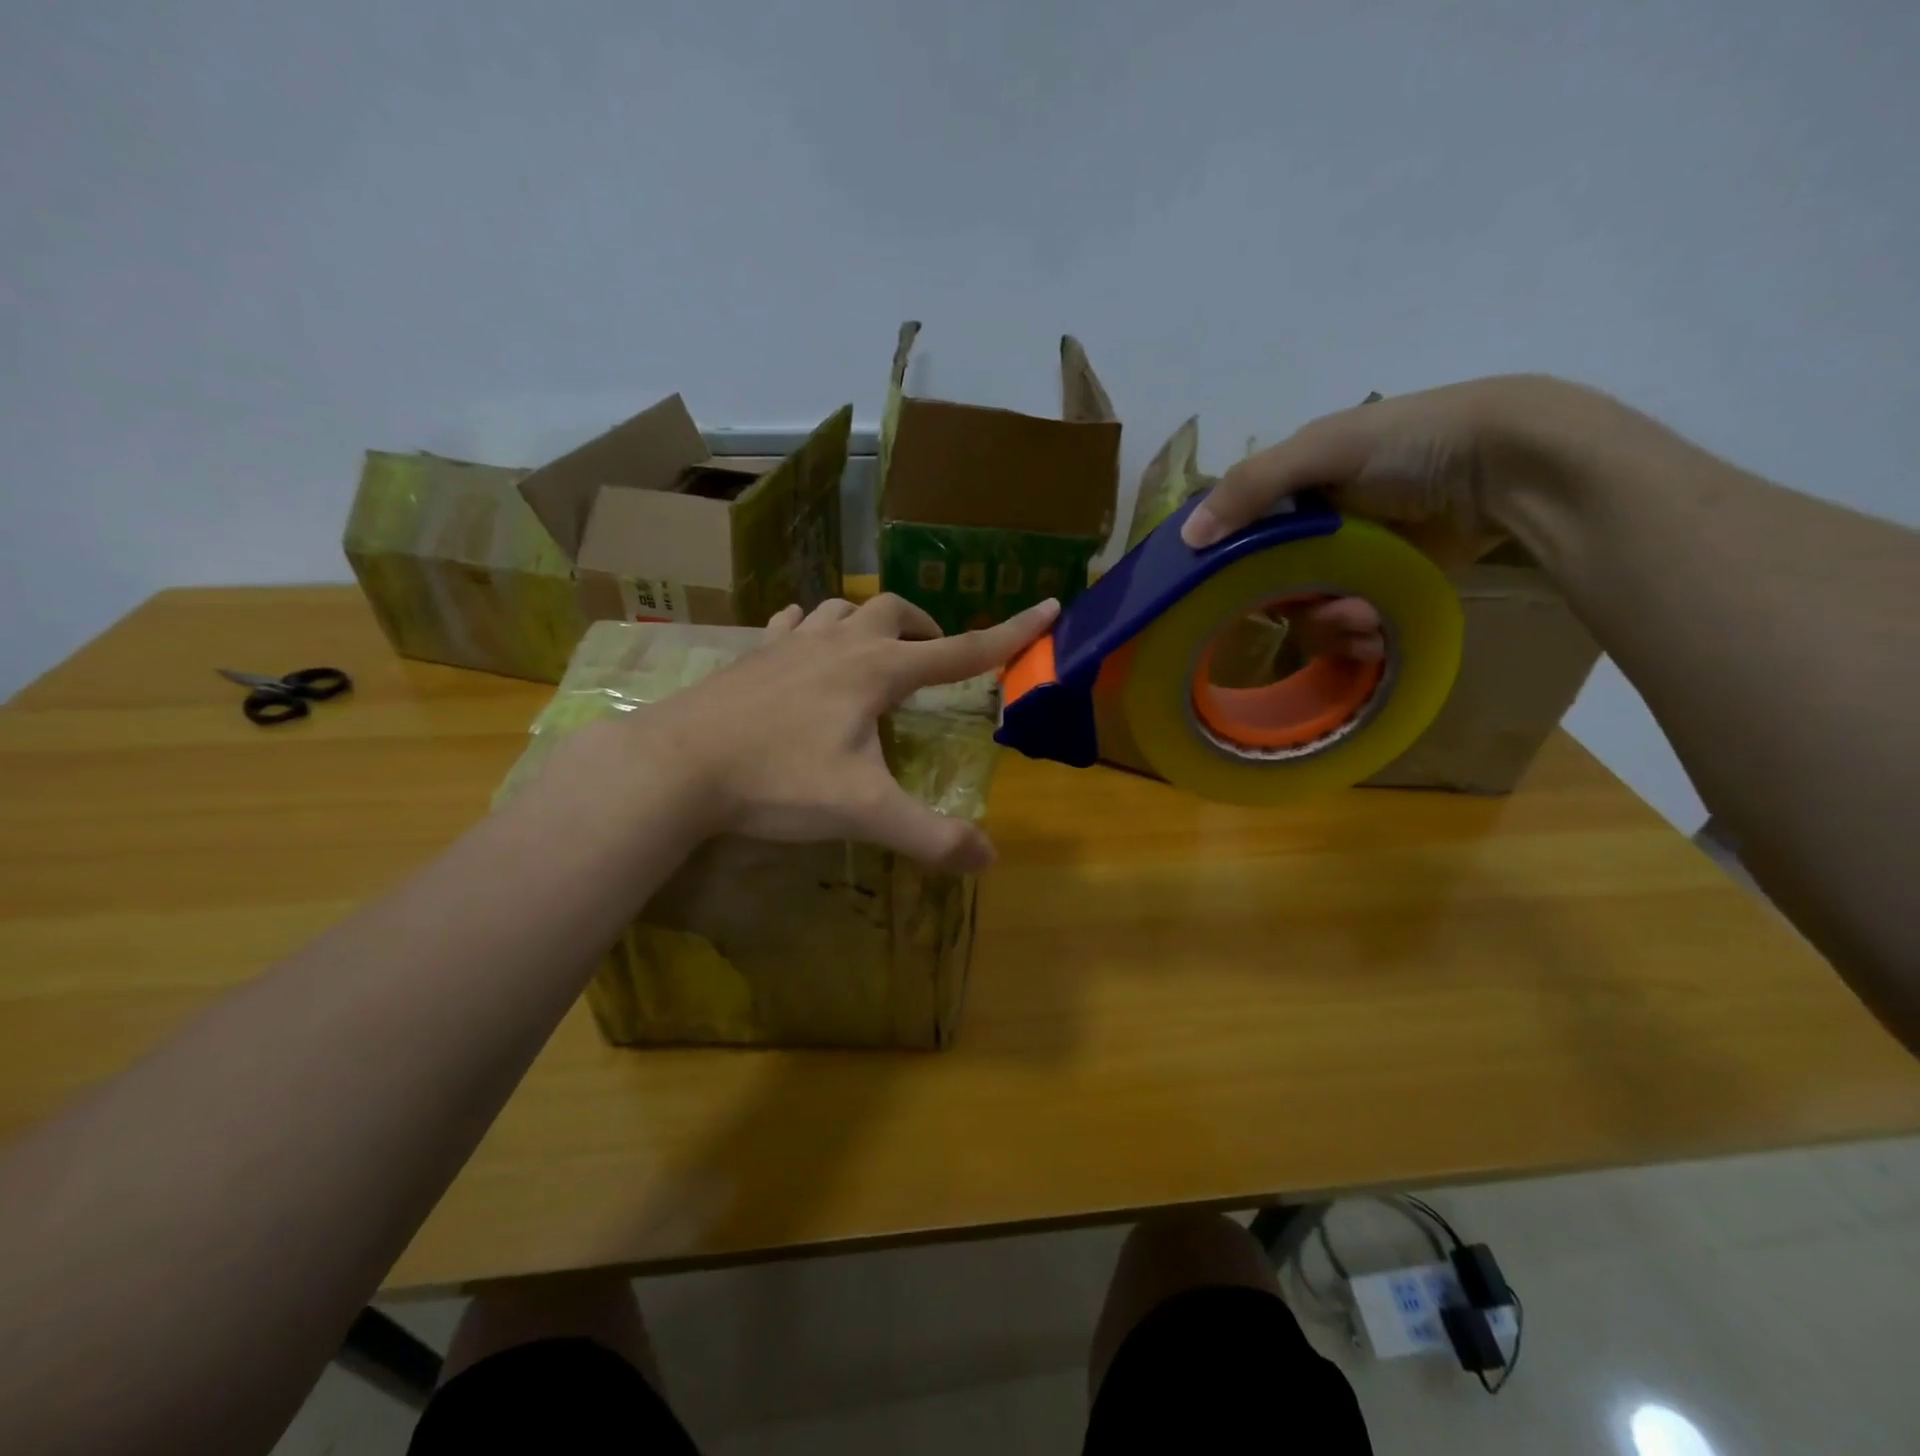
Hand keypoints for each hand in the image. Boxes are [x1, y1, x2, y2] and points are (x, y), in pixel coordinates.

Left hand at [636, 594, 1058, 873]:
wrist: (677, 765)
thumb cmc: (776, 780)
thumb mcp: (862, 810)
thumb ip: (929, 835)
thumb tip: (986, 858)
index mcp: (877, 671)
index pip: (960, 650)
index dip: (1009, 633)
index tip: (1048, 607)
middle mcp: (839, 644)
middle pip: (896, 612)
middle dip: (925, 629)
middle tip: (933, 661)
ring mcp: (790, 644)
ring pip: (843, 610)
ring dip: (870, 622)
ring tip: (875, 652)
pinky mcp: (752, 656)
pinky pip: (792, 624)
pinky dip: (813, 629)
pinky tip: (804, 645)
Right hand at [1181, 377, 1587, 654]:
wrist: (1512, 463)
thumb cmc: (1410, 444)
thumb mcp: (1323, 449)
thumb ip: (1250, 488)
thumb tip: (1187, 540)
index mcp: (1293, 489)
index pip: (1239, 536)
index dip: (1226, 565)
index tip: (1223, 594)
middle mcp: (1315, 528)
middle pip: (1270, 586)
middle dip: (1287, 605)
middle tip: (1308, 610)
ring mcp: (1352, 561)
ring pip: (1309, 613)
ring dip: (1327, 628)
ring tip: (1359, 623)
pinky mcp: (1387, 588)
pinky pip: (1352, 626)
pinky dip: (1360, 634)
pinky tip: (1377, 631)